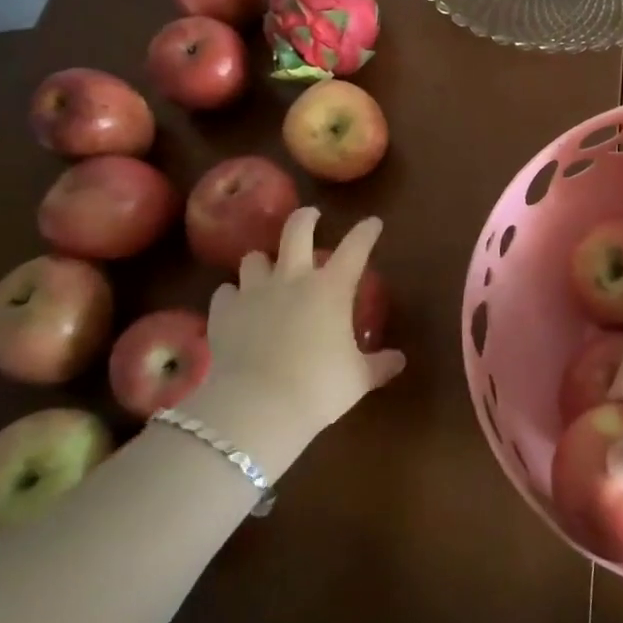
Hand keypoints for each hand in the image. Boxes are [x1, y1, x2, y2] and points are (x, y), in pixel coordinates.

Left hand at [195, 208, 405, 450]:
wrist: (257, 406)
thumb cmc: (319, 388)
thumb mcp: (358, 379)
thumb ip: (379, 365)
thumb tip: (399, 360)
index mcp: (331, 288)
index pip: (355, 248)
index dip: (366, 232)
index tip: (373, 223)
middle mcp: (292, 279)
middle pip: (296, 231)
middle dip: (305, 218)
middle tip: (311, 216)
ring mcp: (253, 293)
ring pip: (254, 258)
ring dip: (263, 261)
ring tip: (267, 269)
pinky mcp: (223, 313)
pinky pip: (225, 293)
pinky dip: (232, 296)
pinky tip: (236, 306)